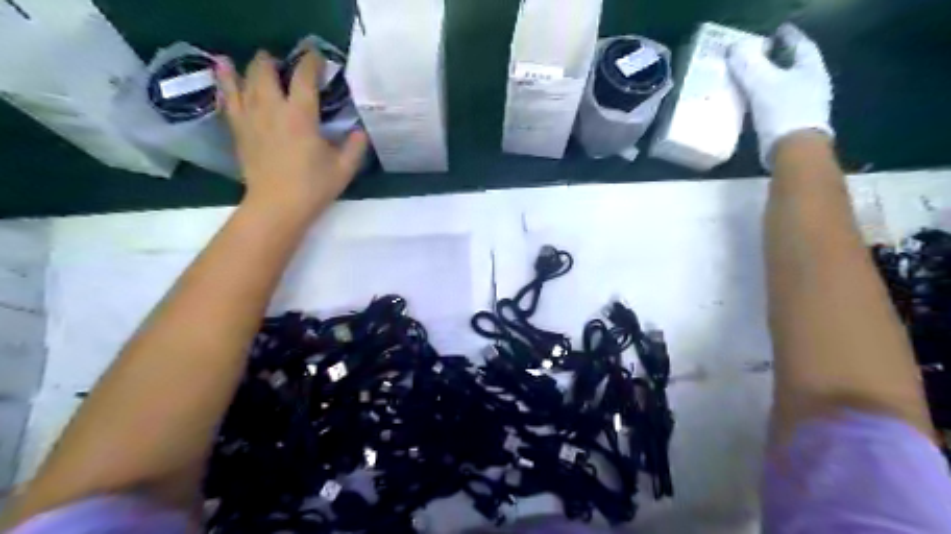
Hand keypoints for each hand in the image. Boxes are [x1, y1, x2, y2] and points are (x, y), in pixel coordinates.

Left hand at [215, 48, 365, 219]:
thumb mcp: (344, 169)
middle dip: (274, 61)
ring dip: (249, 67)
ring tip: (253, 61)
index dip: (311, 62)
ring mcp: (250, 118)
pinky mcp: (238, 130)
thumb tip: (360, 131)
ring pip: (243, 80)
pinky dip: (226, 84)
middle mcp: (272, 108)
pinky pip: (228, 99)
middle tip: (282, 63)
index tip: (317, 57)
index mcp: (301, 115)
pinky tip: (224, 74)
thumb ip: (355, 146)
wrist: (276, 206)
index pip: (305, 77)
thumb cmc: (313, 187)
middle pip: (265, 71)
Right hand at [730, 22, 833, 168]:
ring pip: (785, 85)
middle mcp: (813, 84)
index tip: (775, 32)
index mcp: (811, 69)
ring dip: (770, 81)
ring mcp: (806, 105)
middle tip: (759, 56)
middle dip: (777, 60)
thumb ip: (748, 65)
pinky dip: (766, 99)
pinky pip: (777, 104)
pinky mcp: (793, 123)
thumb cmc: (783, 111)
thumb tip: (734, 48)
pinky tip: (753, 103)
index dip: (788, 36)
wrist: (793, 151)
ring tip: (751, 79)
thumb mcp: (762, 84)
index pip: (800, 44)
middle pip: (794, 65)